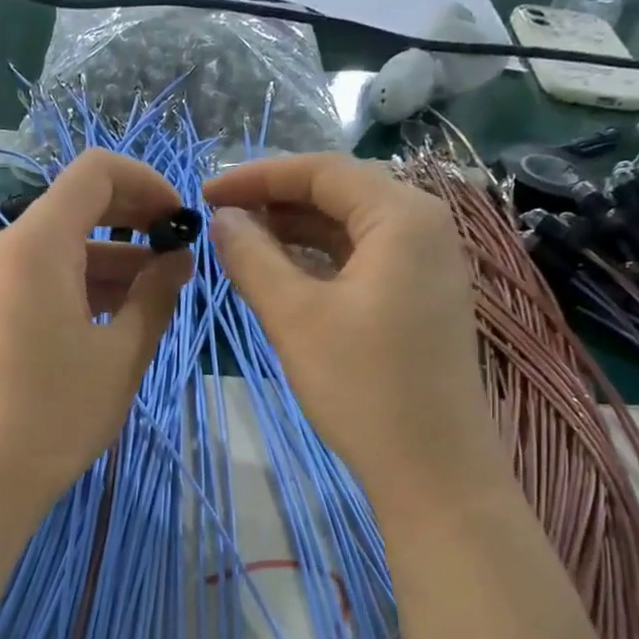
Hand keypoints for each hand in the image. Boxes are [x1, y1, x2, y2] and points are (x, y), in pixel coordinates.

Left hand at [0, 150, 193, 517]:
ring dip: (116, 260)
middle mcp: (8, 249)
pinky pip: (46, 277)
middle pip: (79, 205)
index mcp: (38, 244)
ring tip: (162, 296)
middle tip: (180, 255)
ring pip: (65, 246)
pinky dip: (87, 285)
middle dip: (136, 221)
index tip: (182, 221)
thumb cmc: (57, 413)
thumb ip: (157, 295)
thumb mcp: (122, 354)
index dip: (148, 183)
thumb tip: (179, 259)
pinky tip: (122, 317)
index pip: (96, 172)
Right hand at [203, 153, 494, 510]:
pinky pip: (364, 261)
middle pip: (340, 194)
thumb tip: (221, 218)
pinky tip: (283, 277)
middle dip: (276, 202)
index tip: (205, 192)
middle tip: (220, 219)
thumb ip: (252, 258)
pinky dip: (320, 262)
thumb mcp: (295, 317)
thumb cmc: (362, 385)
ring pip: (351, 230)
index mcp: (402, 216)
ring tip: (241, 246)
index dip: (258, 176)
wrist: (432, 467)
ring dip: (296, 233)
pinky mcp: (422, 300)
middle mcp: (425, 227)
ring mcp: (428, 266)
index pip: (322, 171)